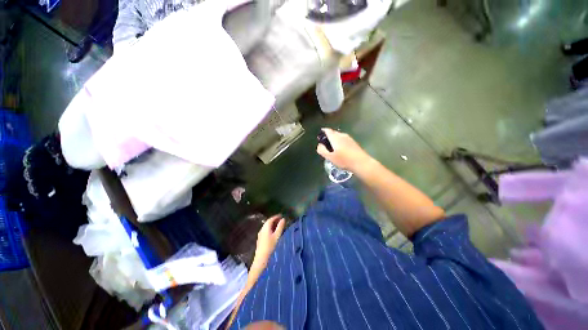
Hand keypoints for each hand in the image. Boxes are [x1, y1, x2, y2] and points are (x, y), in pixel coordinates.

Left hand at [253, 215, 285, 265]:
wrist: (261, 258)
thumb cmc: (270, 246)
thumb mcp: (277, 236)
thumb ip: (280, 227)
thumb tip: (283, 219)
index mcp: (265, 227)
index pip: (271, 219)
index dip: (276, 216)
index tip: (281, 215)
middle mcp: (262, 229)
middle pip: (268, 222)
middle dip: (275, 220)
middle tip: (281, 219)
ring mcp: (260, 234)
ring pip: (267, 226)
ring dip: (273, 224)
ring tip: (279, 225)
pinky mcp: (260, 238)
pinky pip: (266, 230)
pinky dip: (271, 228)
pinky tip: (274, 232)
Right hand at [316, 128, 371, 171]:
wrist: (361, 163)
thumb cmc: (344, 160)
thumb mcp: (330, 157)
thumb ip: (322, 150)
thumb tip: (319, 145)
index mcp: (335, 137)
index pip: (327, 130)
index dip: (322, 132)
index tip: (319, 136)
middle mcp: (342, 135)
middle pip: (333, 133)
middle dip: (328, 136)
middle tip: (325, 144)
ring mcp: (349, 138)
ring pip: (339, 136)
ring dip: (334, 140)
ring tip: (332, 148)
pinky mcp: (353, 142)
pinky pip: (344, 140)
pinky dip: (340, 142)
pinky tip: (340, 150)